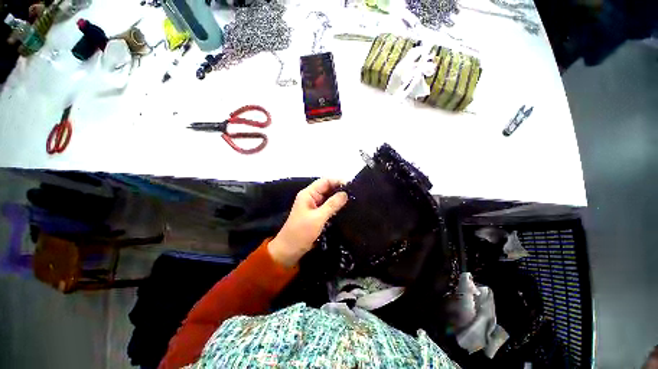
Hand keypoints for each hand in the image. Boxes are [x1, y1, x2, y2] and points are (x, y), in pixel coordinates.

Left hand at [268, 178, 347, 266]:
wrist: (289, 251)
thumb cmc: (301, 232)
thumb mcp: (318, 217)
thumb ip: (332, 205)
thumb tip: (345, 193)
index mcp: (308, 194)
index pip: (325, 181)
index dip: (338, 181)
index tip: (352, 186)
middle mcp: (311, 197)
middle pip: (327, 189)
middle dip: (340, 190)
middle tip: (355, 195)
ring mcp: (314, 206)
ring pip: (328, 198)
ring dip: (339, 199)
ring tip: (354, 201)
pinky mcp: (316, 215)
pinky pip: (328, 207)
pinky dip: (335, 207)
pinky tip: (345, 209)